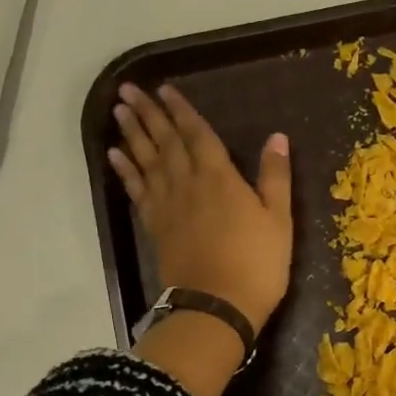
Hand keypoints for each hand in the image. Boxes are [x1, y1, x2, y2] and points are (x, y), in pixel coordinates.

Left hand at [107, 82, 292, 333]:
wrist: (217, 306)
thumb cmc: (257, 264)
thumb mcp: (279, 220)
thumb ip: (275, 177)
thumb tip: (278, 137)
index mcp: (220, 178)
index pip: (198, 134)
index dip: (182, 110)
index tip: (165, 89)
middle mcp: (188, 184)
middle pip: (165, 141)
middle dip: (148, 113)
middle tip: (128, 89)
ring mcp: (168, 206)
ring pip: (146, 161)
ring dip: (132, 134)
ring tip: (118, 110)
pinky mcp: (155, 228)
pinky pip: (137, 191)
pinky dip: (125, 171)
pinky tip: (115, 156)